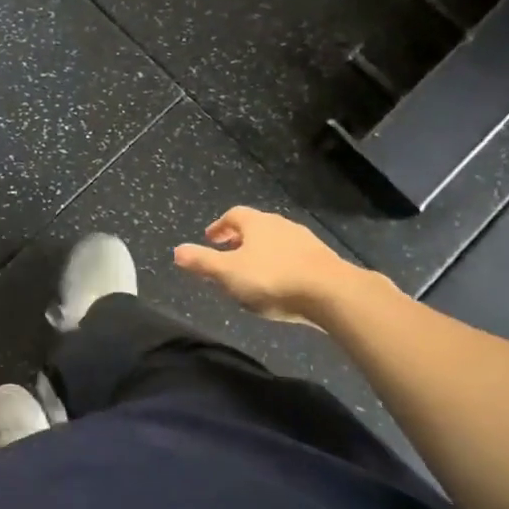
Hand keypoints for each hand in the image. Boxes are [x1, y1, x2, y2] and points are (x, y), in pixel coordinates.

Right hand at [174, 207, 369, 323]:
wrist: (331, 293)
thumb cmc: (272, 279)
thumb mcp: (228, 273)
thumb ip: (202, 262)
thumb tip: (177, 250)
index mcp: (256, 223)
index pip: (233, 215)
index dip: (219, 226)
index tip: (210, 239)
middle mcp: (281, 225)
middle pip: (255, 227)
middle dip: (239, 240)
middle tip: (227, 255)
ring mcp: (305, 241)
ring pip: (276, 242)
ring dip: (261, 252)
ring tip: (252, 272)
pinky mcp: (322, 260)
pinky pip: (293, 257)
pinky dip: (280, 264)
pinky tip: (279, 283)